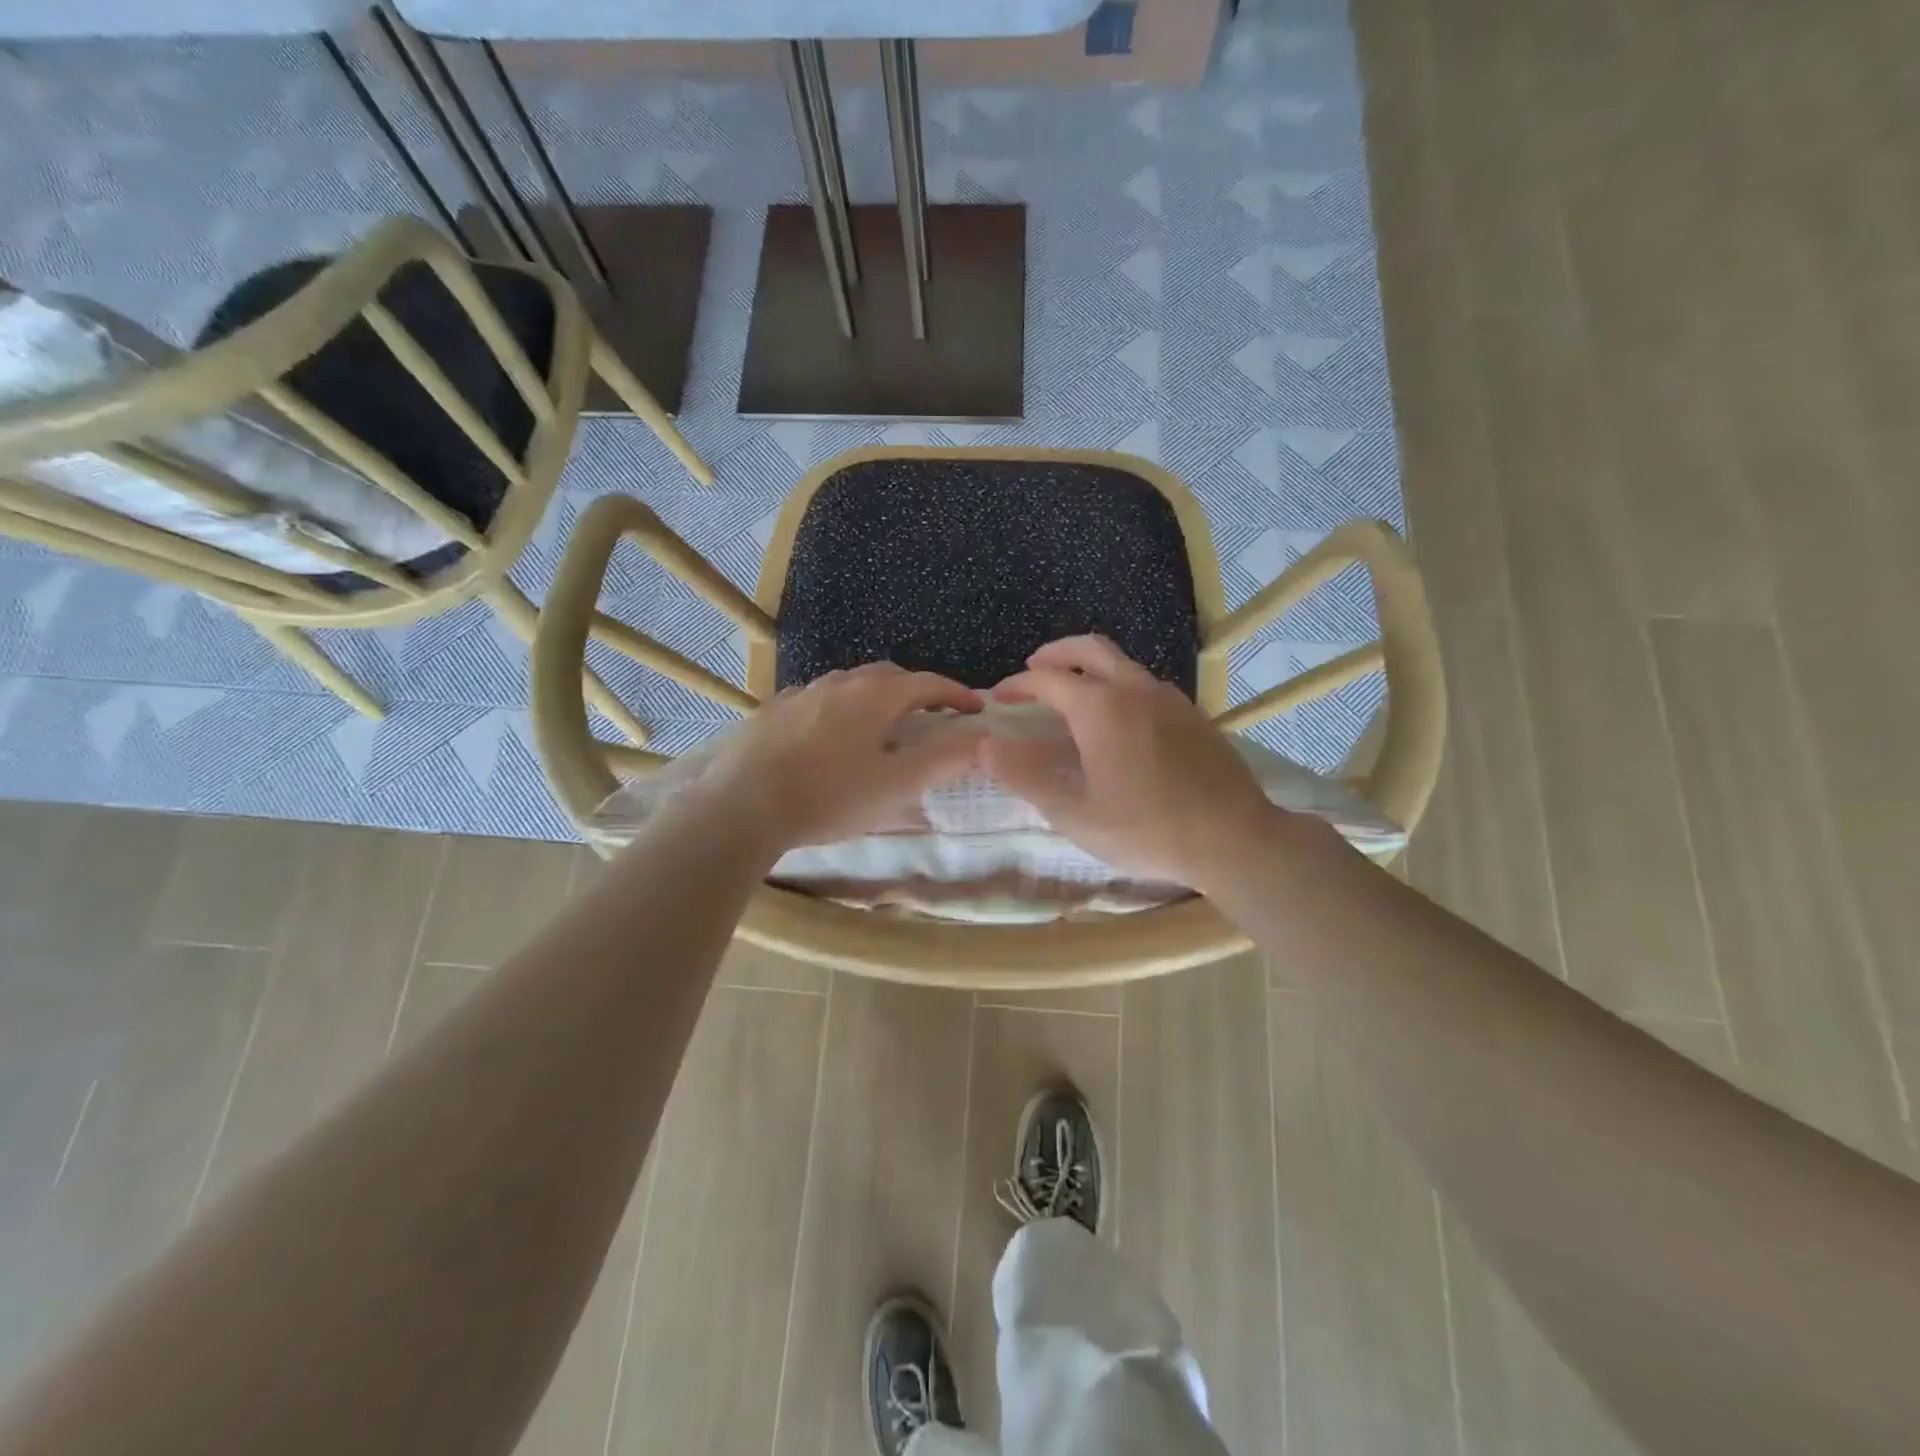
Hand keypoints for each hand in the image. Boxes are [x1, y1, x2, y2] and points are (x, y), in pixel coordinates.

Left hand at [699, 662, 985, 852]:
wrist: (741, 806)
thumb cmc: (829, 796)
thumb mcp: (897, 785)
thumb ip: (945, 758)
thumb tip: (982, 734)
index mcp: (875, 695)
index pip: (929, 683)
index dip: (958, 694)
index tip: (976, 710)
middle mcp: (839, 682)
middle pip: (889, 677)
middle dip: (916, 692)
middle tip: (930, 717)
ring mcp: (801, 693)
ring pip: (850, 686)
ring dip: (875, 699)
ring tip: (880, 727)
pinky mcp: (772, 711)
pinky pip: (817, 700)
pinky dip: (838, 710)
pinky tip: (829, 736)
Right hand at [987, 636, 1287, 891]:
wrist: (1234, 839)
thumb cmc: (1147, 829)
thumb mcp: (1075, 812)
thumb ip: (1025, 776)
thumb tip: (984, 746)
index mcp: (1101, 708)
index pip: (1048, 679)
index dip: (1018, 685)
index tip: (1000, 697)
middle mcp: (1135, 689)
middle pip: (1090, 649)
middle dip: (1056, 653)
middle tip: (1034, 669)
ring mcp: (1170, 699)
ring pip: (1122, 664)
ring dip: (1090, 668)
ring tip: (1072, 695)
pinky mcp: (1193, 715)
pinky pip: (1146, 685)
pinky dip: (1118, 685)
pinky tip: (1118, 720)